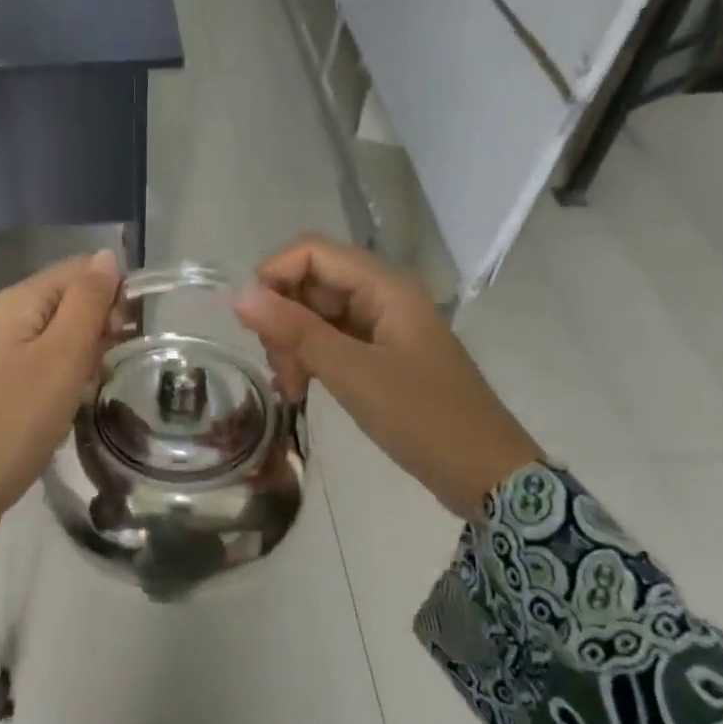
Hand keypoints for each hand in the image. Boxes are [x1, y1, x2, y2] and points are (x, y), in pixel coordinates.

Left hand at [0, 250, 120, 562]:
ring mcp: (4, 353)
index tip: (127, 334)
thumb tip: (106, 256)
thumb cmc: (15, 421)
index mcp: (20, 301)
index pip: (80, 270)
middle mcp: (10, 318)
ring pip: (63, 335)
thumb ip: (86, 303)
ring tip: (92, 386)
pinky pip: (48, 364)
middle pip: (71, 300)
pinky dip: (69, 377)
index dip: (112, 292)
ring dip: (87, 354)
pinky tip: (73, 400)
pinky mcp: (6, 385)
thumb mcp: (61, 357)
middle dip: (100, 325)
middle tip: (106, 365)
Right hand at [234, 236, 541, 517]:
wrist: (483, 471)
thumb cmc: (423, 418)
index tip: (254, 327)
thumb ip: (295, 332)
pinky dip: (308, 359)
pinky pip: (330, 340)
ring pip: (315, 314)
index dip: (274, 277)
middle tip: (281, 369)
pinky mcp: (378, 354)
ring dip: (292, 344)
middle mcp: (381, 295)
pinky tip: (299, 389)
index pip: (311, 252)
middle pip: (310, 282)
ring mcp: (380, 325)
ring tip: (291, 388)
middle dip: (282, 319)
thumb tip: (239, 295)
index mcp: (384, 286)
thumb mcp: (352, 373)